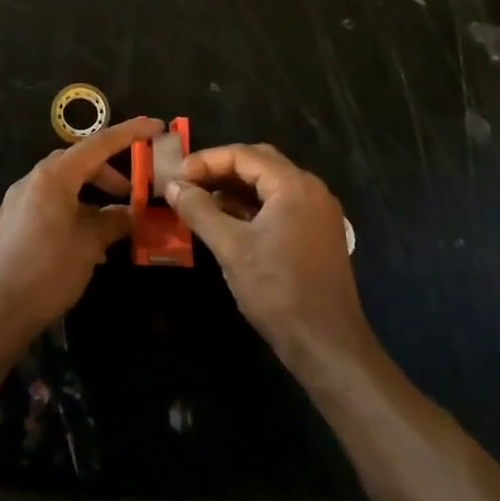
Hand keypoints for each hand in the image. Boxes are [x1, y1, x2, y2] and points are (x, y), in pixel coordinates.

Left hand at [0, 116, 162, 344]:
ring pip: (63, 184)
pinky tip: (85, 242)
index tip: (156, 126)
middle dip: (109, 173)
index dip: (130, 133)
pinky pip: (48, 203)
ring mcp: (17, 200)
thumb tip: (129, 213)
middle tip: (133, 194)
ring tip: (112, 224)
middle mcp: (32, 180)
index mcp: (53, 176)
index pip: (98, 143)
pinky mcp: (10, 222)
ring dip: (91, 195)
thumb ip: (112, 222)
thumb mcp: (88, 246)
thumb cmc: (46, 273)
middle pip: (78, 162)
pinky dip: (72, 209)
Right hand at [167, 144, 374, 373]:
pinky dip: (250, 207)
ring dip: (234, 189)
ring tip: (199, 201)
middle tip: (186, 183)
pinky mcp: (316, 235)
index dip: (206, 161)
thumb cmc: (278, 290)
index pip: (244, 155)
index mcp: (294, 185)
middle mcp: (311, 190)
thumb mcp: (231, 247)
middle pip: (259, 163)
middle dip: (220, 170)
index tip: (176, 176)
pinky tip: (225, 221)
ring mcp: (317, 213)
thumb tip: (172, 185)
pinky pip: (279, 206)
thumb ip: (199, 210)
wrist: (327, 345)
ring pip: (268, 186)